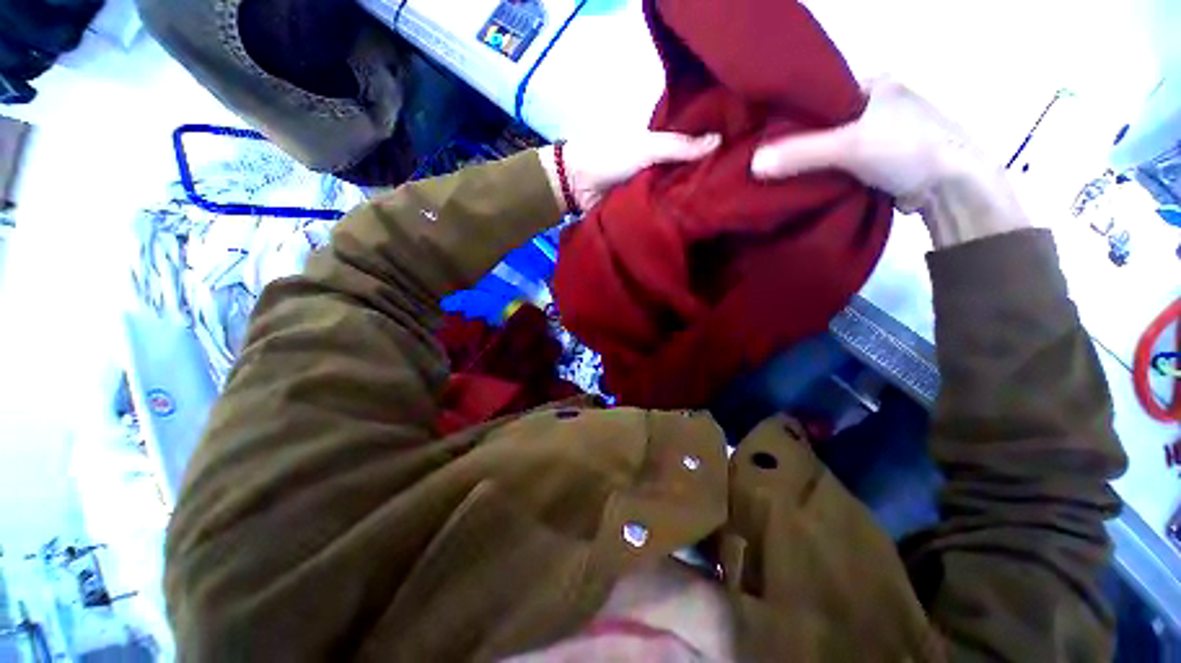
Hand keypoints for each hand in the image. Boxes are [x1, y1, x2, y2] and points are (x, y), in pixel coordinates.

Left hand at [541, 132, 720, 213]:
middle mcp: (661, 170)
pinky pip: (663, 215)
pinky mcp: (644, 212)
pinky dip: (674, 218)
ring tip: (725, 208)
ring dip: (692, 203)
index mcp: (662, 148)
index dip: (714, 154)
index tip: (742, 160)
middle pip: (688, 176)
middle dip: (707, 182)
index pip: (694, 151)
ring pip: (677, 198)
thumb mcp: (647, 147)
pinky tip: (697, 223)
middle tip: (738, 190)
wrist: (578, 184)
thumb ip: (680, 147)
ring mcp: (652, 192)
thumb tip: (719, 141)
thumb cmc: (611, 157)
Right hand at [750, 79, 1029, 246]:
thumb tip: (752, 164)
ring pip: (830, 145)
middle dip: (796, 140)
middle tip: (763, 157)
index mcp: (872, 84)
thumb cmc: (907, 149)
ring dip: (808, 160)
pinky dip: (822, 173)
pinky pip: (839, 163)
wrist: (952, 187)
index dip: (790, 113)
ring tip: (775, 171)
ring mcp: (878, 134)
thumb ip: (801, 152)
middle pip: (822, 122)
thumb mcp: (849, 145)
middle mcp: (875, 104)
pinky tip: (801, 182)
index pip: (819, 95)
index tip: (760, 133)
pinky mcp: (878, 161)